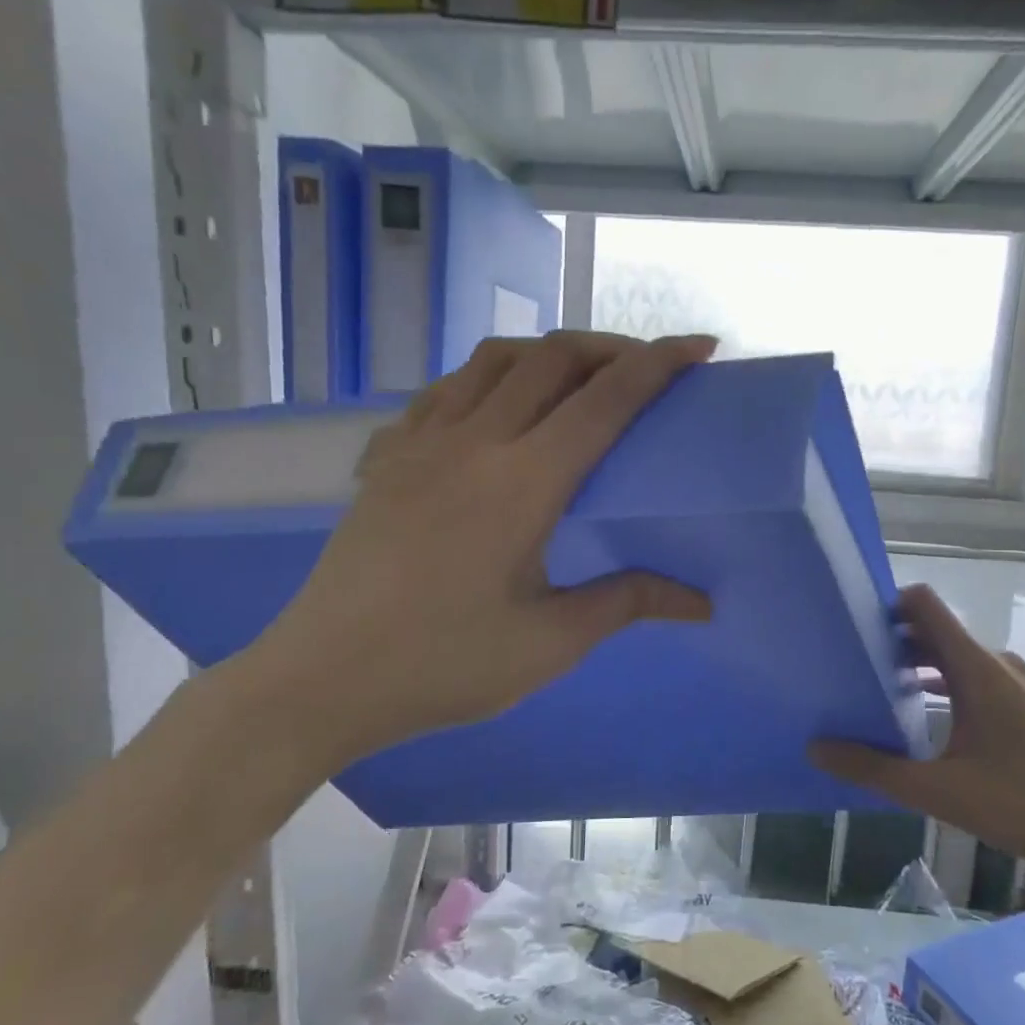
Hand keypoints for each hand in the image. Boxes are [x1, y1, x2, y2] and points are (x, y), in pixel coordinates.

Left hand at [228, 331, 717, 776]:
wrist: (323, 677)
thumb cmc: (444, 665)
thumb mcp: (549, 642)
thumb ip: (627, 602)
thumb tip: (701, 602)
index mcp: (523, 482)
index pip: (605, 400)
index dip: (658, 364)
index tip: (701, 347)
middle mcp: (474, 441)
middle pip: (552, 358)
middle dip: (611, 348)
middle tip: (647, 369)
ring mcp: (422, 442)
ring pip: (495, 360)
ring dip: (549, 354)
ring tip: (579, 380)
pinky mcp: (388, 456)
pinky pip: (447, 388)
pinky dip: (490, 378)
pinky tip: (498, 409)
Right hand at [811, 584, 1024, 890]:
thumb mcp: (941, 792)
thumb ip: (875, 770)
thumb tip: (815, 748)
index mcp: (976, 668)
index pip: (922, 604)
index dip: (883, 604)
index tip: (847, 626)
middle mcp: (996, 665)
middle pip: (933, 632)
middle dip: (889, 642)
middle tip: (846, 666)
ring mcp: (1017, 687)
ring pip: (954, 660)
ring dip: (915, 669)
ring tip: (874, 694)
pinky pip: (974, 682)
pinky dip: (942, 689)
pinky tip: (922, 724)